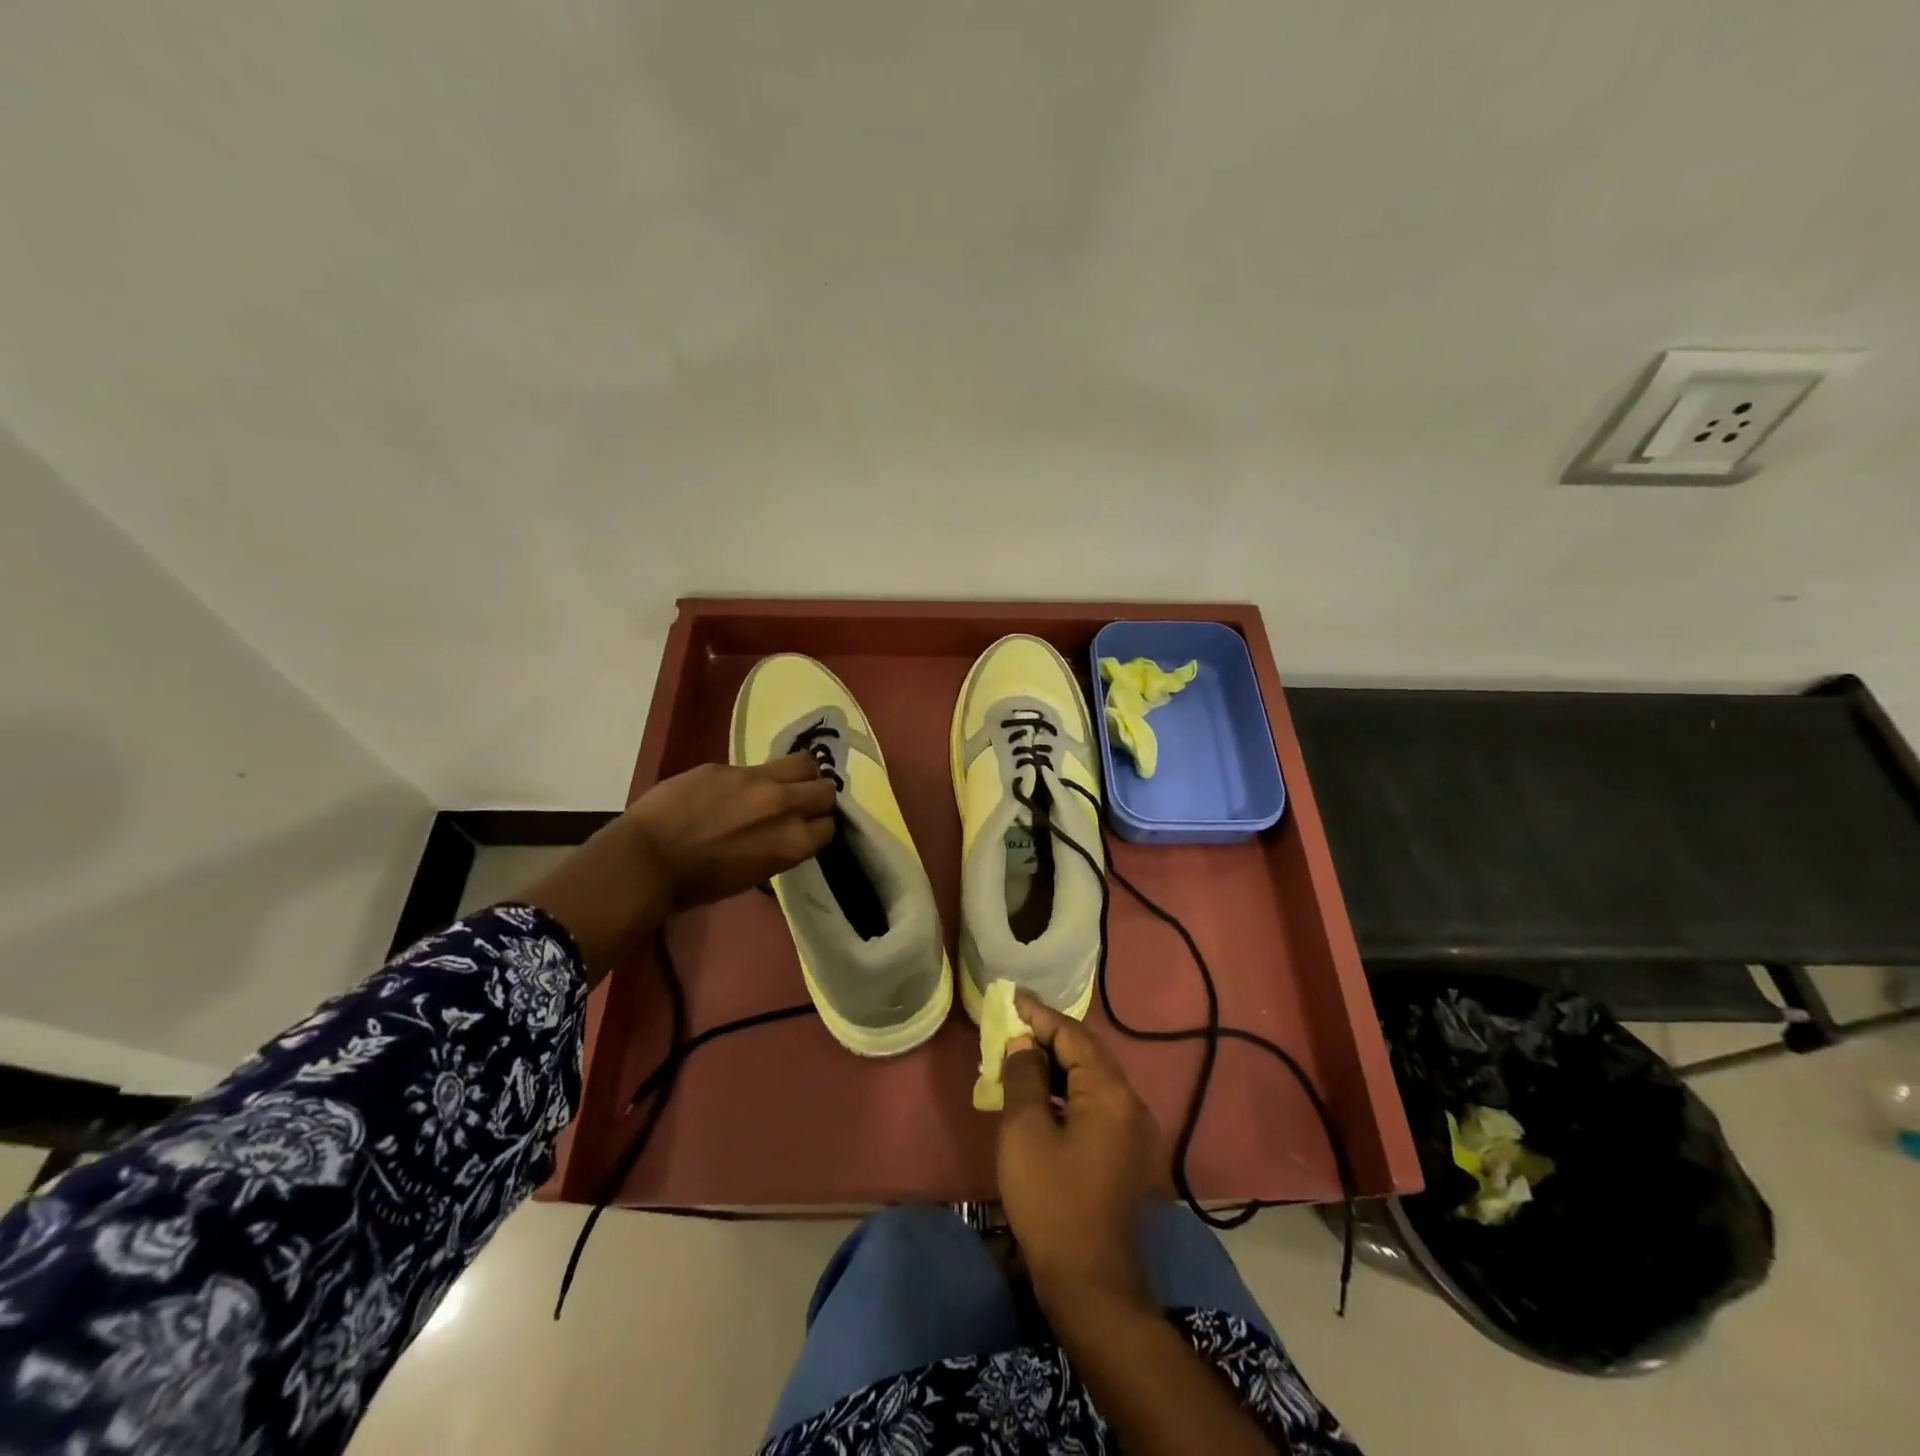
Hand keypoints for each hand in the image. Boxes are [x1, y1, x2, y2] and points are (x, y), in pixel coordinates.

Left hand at [521, 753, 834, 982]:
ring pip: (803, 762)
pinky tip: (737, 789)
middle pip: (825, 789)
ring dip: (800, 774)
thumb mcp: (753, 874)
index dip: (818, 827)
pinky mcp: (729, 766)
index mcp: (792, 843)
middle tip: (801, 803)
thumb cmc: (698, 883)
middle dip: (818, 797)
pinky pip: (758, 765)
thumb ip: (779, 847)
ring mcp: (757, 780)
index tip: (806, 829)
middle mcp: (784, 806)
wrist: (647, 860)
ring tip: (784, 783)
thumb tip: (787, 832)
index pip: (828, 826)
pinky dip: (757, 776)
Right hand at [997, 992, 1159, 1315]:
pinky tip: (1043, 1094)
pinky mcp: (1127, 1152)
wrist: (1091, 1283)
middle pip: (1088, 1052)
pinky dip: (1069, 1089)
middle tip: (1014, 1022)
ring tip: (1022, 1054)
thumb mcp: (1025, 1132)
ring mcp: (1134, 1130)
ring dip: (1059, 1063)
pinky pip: (1097, 1102)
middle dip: (1050, 1035)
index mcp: (1109, 1092)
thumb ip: (1024, 1077)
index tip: (1011, 997)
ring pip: (1093, 1078)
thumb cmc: (1051, 1201)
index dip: (1039, 1014)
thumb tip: (1023, 1043)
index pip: (1072, 1035)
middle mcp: (1131, 1102)